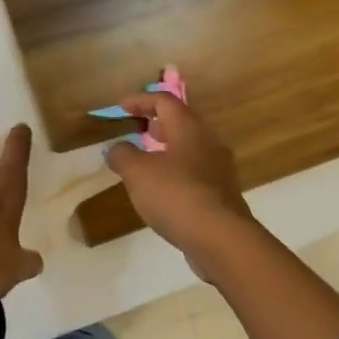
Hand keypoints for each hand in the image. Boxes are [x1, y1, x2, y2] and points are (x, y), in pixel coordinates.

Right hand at [104, 93, 255, 276]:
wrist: (220, 238)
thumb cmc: (176, 195)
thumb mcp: (137, 173)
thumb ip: (122, 155)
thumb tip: (116, 148)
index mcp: (189, 128)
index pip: (165, 101)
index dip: (140, 100)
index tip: (120, 107)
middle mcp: (209, 142)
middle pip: (181, 122)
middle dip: (156, 123)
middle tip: (135, 129)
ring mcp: (219, 169)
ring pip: (189, 148)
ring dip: (166, 149)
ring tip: (145, 160)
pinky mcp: (221, 194)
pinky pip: (195, 172)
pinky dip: (176, 172)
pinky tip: (162, 189)